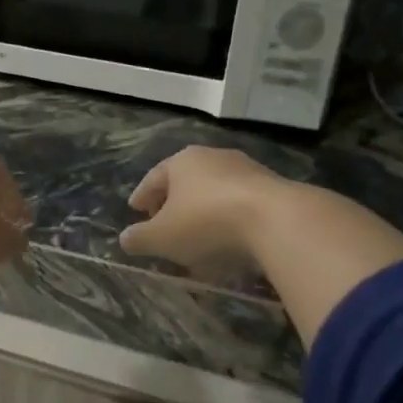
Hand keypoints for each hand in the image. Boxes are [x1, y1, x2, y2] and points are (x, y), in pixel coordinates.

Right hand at [119, 146, 292, 276]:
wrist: (277, 221)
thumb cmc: (206, 222)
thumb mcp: (161, 237)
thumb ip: (139, 238)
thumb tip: (125, 239)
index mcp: (182, 161)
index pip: (154, 178)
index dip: (142, 196)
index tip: (135, 209)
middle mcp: (214, 157)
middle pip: (186, 183)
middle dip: (173, 205)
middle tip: (163, 225)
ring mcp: (247, 171)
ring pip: (215, 194)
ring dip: (202, 215)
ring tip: (197, 241)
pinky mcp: (274, 190)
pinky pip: (240, 207)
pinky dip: (228, 223)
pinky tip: (227, 245)